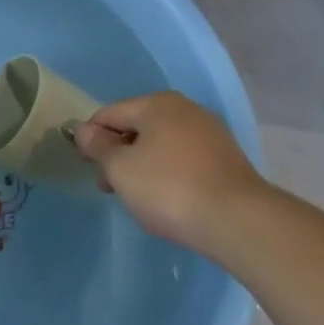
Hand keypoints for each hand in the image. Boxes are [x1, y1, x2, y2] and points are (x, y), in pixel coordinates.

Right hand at [74, 92, 263, 256]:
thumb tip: (83, 130)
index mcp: (156, 103)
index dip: (91, 137)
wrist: (239, 221)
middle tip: (109, 187)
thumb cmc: (170, 188)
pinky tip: (169, 199)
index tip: (85, 166)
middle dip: (118, 154)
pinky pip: (184, 159)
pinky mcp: (226, 159)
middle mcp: (184, 109)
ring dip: (143, 165)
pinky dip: (169, 173)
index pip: (110, 113)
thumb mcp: (121, 169)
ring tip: (138, 198)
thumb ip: (99, 147)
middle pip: (137, 127)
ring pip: (161, 144)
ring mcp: (209, 132)